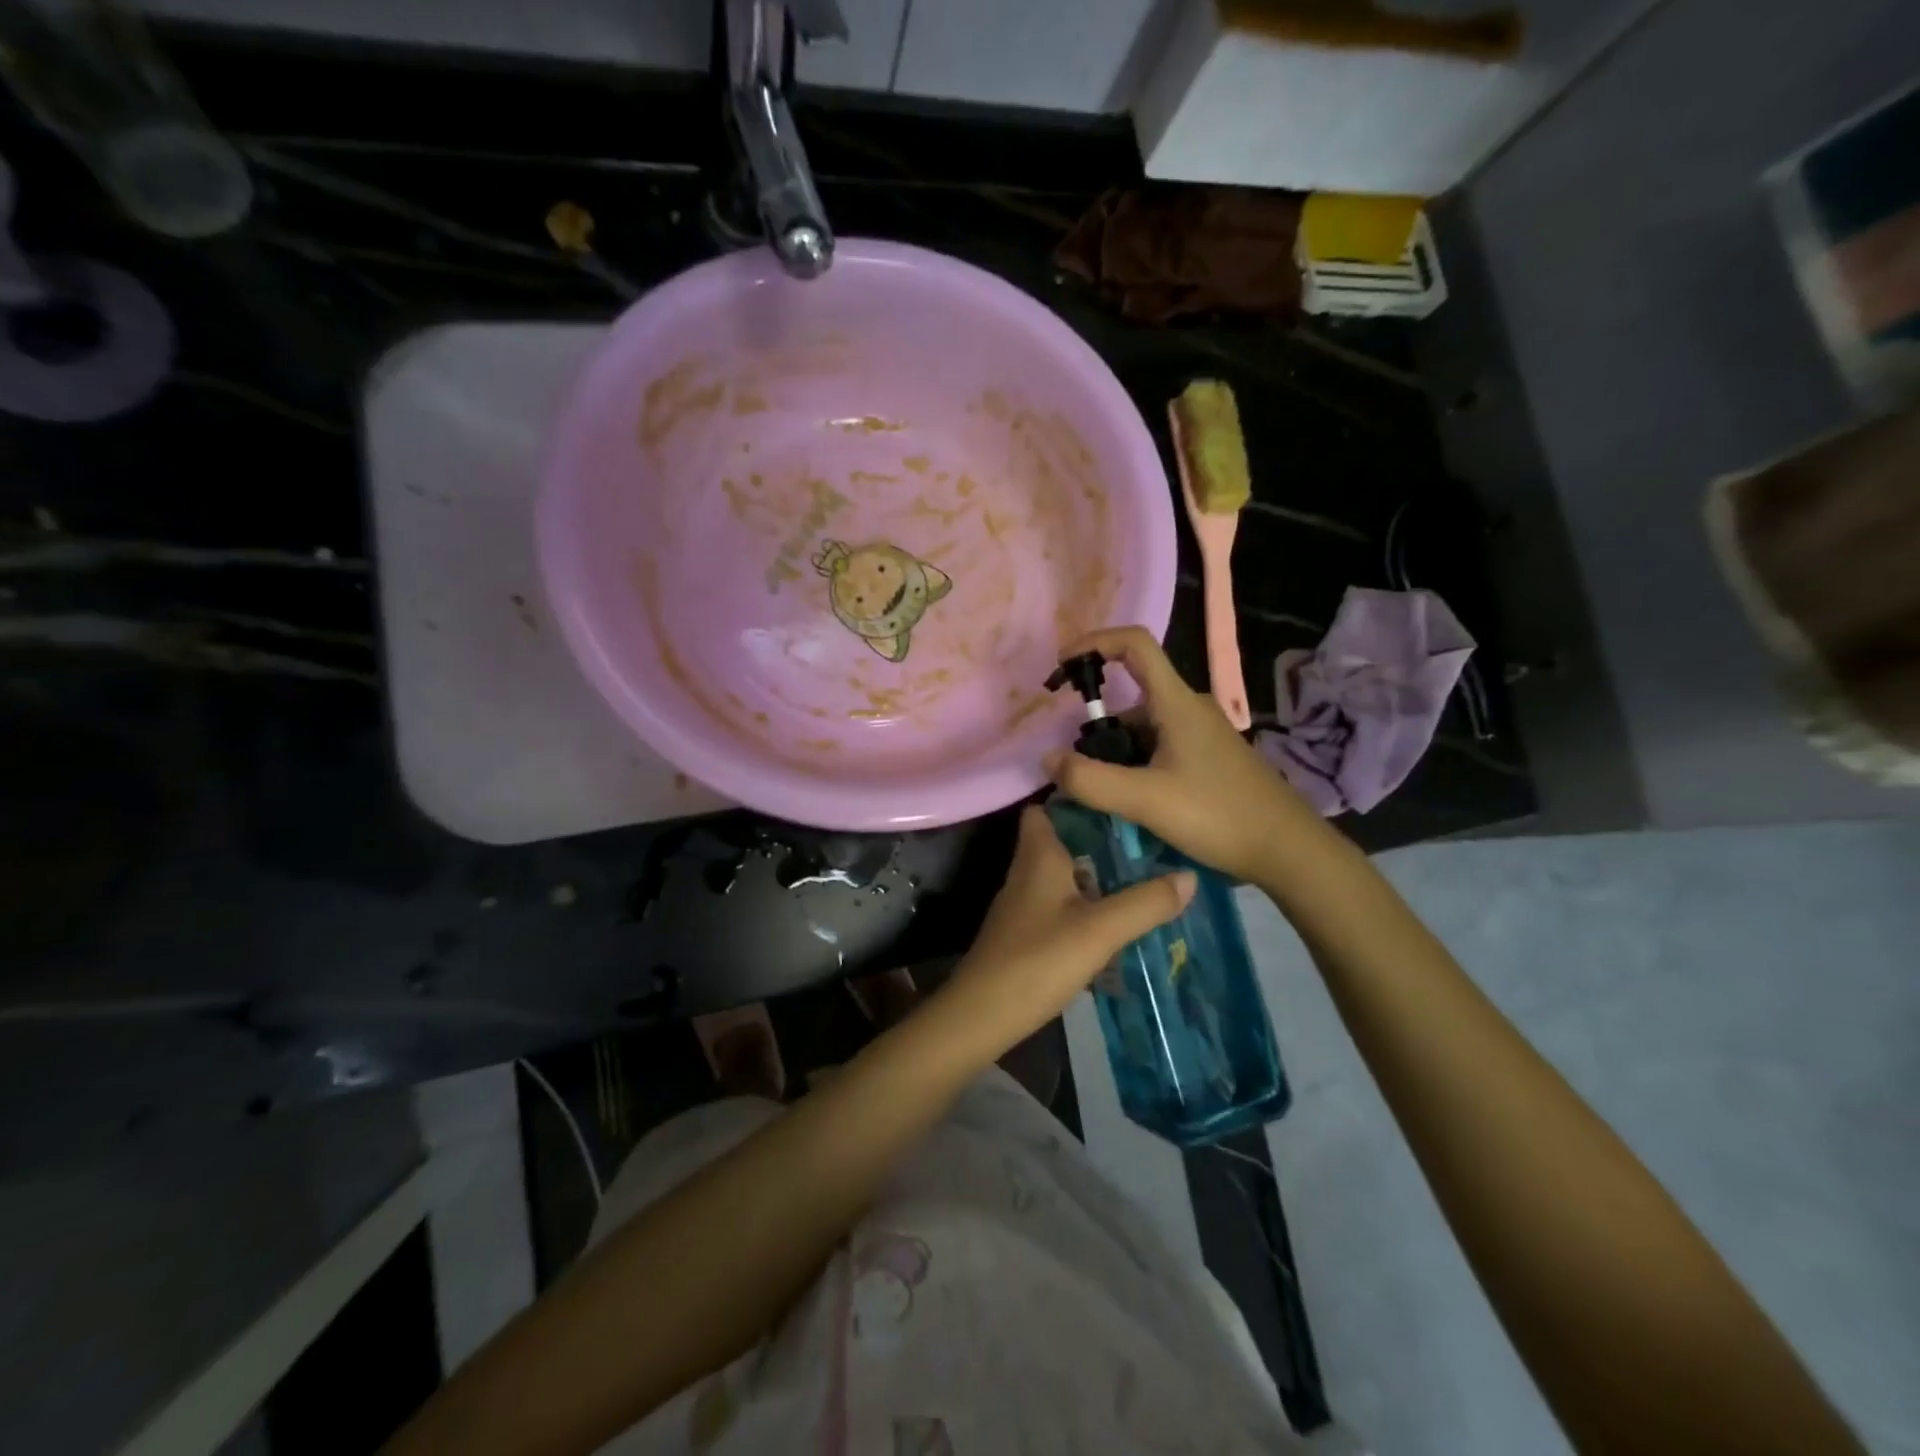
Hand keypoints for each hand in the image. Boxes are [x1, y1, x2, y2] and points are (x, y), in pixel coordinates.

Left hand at [930, 805, 1194, 1059]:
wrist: (983, 1015)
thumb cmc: (1038, 960)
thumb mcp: (1100, 930)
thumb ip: (1144, 903)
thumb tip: (1189, 875)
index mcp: (1038, 856)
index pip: (1046, 808)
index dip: (1076, 797)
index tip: (1118, 796)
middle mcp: (1026, 871)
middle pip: (1060, 841)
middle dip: (1096, 838)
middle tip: (1144, 839)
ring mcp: (1022, 904)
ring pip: (1061, 874)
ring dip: (1093, 873)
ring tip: (1139, 874)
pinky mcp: (1024, 932)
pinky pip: (1058, 904)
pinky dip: (1083, 903)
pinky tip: (1112, 918)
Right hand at [1043, 626, 1320, 885]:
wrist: (1288, 849)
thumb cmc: (1218, 815)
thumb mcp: (1145, 800)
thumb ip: (1090, 780)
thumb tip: (1048, 760)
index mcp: (1177, 703)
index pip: (1135, 644)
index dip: (1094, 642)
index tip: (1063, 666)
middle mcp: (1190, 708)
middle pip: (1132, 694)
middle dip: (1098, 723)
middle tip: (1078, 765)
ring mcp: (1202, 733)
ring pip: (1144, 726)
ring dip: (1116, 750)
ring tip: (1102, 792)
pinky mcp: (1209, 757)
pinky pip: (1160, 745)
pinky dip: (1136, 762)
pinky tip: (1132, 800)